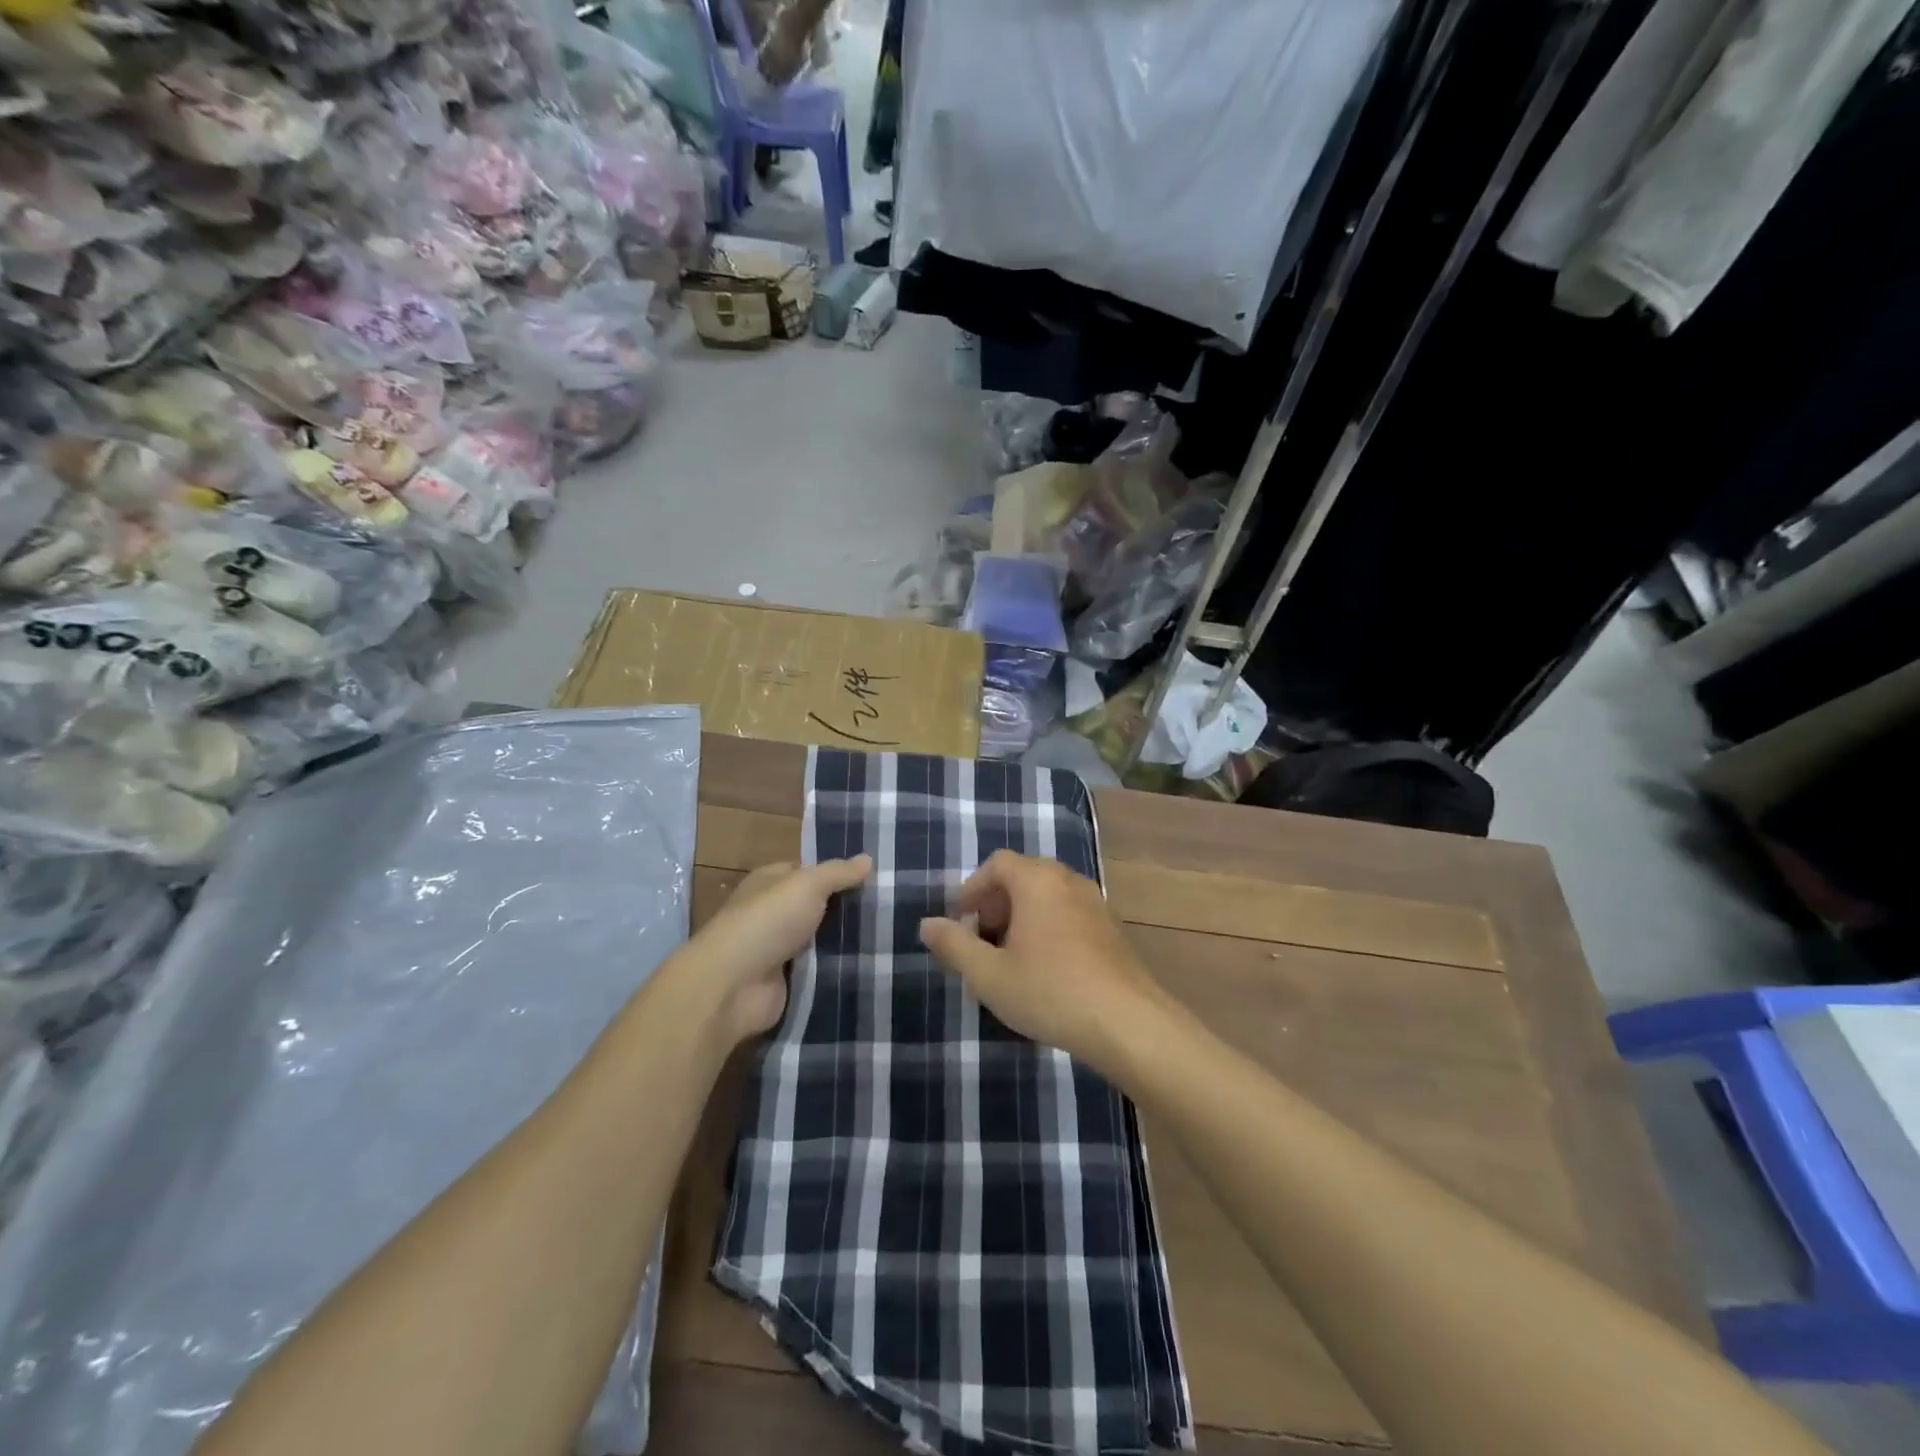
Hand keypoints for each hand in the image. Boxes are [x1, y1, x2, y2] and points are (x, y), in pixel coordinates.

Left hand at [686, 856, 871, 1045]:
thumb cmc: (768, 920)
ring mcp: (778, 949)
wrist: (734, 984)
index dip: (838, 874)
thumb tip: (868, 858)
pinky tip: (871, 963)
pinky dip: (838, 968)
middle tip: (890, 908)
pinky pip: (819, 970)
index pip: (808, 872)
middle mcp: (773, 913)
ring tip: (890, 936)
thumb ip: (838, 872)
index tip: (874, 878)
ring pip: (821, 940)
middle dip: (847, 909)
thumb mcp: (808, 884)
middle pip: (817, 907)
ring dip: (846, 941)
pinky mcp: (786, 982)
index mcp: (770, 882)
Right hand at [919, 850, 1177, 1077]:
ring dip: (1021, 918)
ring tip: (1009, 959)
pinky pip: (1068, 913)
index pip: (997, 863)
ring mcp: (1095, 903)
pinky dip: (1047, 927)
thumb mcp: (989, 974)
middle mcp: (1068, 880)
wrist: (1127, 1022)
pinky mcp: (1111, 928)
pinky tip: (1045, 970)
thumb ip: (954, 945)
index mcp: (1037, 880)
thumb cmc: (1049, 991)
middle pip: (1023, 876)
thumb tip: (927, 924)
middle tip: (982, 942)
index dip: (972, 889)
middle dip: (995, 904)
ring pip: (1047, 896)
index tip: (960, 922)